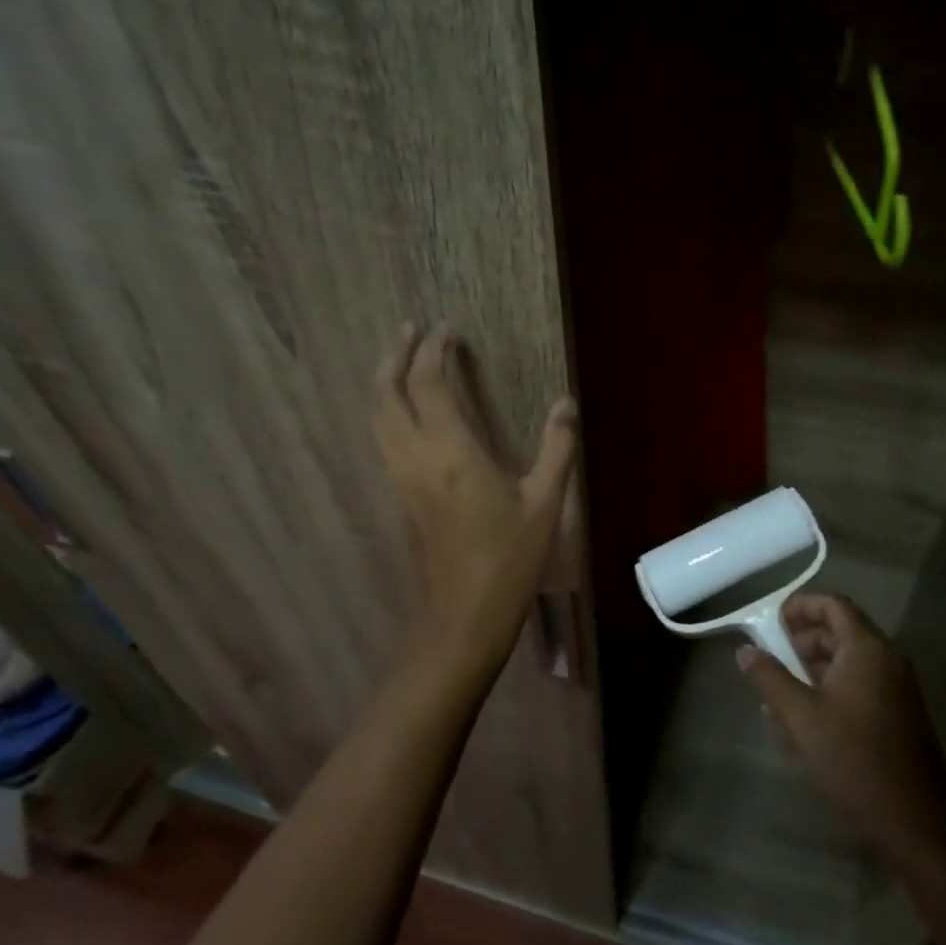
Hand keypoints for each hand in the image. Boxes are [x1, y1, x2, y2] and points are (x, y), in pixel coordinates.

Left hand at [374, 323, 577, 683]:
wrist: (463, 616)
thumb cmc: (509, 559)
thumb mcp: (545, 502)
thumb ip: (557, 447)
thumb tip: (566, 403)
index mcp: (452, 452)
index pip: (429, 384)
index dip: (434, 350)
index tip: (447, 329)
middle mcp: (416, 458)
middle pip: (387, 395)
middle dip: (395, 357)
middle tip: (408, 331)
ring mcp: (402, 480)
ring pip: (379, 419)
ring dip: (386, 384)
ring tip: (400, 363)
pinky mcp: (401, 499)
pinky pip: (385, 441)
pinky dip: (389, 413)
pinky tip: (406, 417)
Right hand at [738, 594, 945, 861]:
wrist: (916, 820)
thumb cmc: (854, 759)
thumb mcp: (801, 716)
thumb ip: (770, 678)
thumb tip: (745, 650)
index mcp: (866, 649)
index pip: (833, 605)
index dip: (801, 605)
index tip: (771, 620)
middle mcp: (886, 659)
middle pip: (840, 631)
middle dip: (801, 641)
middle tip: (770, 659)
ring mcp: (895, 688)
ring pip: (846, 662)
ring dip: (811, 670)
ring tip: (778, 696)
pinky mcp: (897, 714)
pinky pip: (858, 686)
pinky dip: (829, 691)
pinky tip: (803, 724)